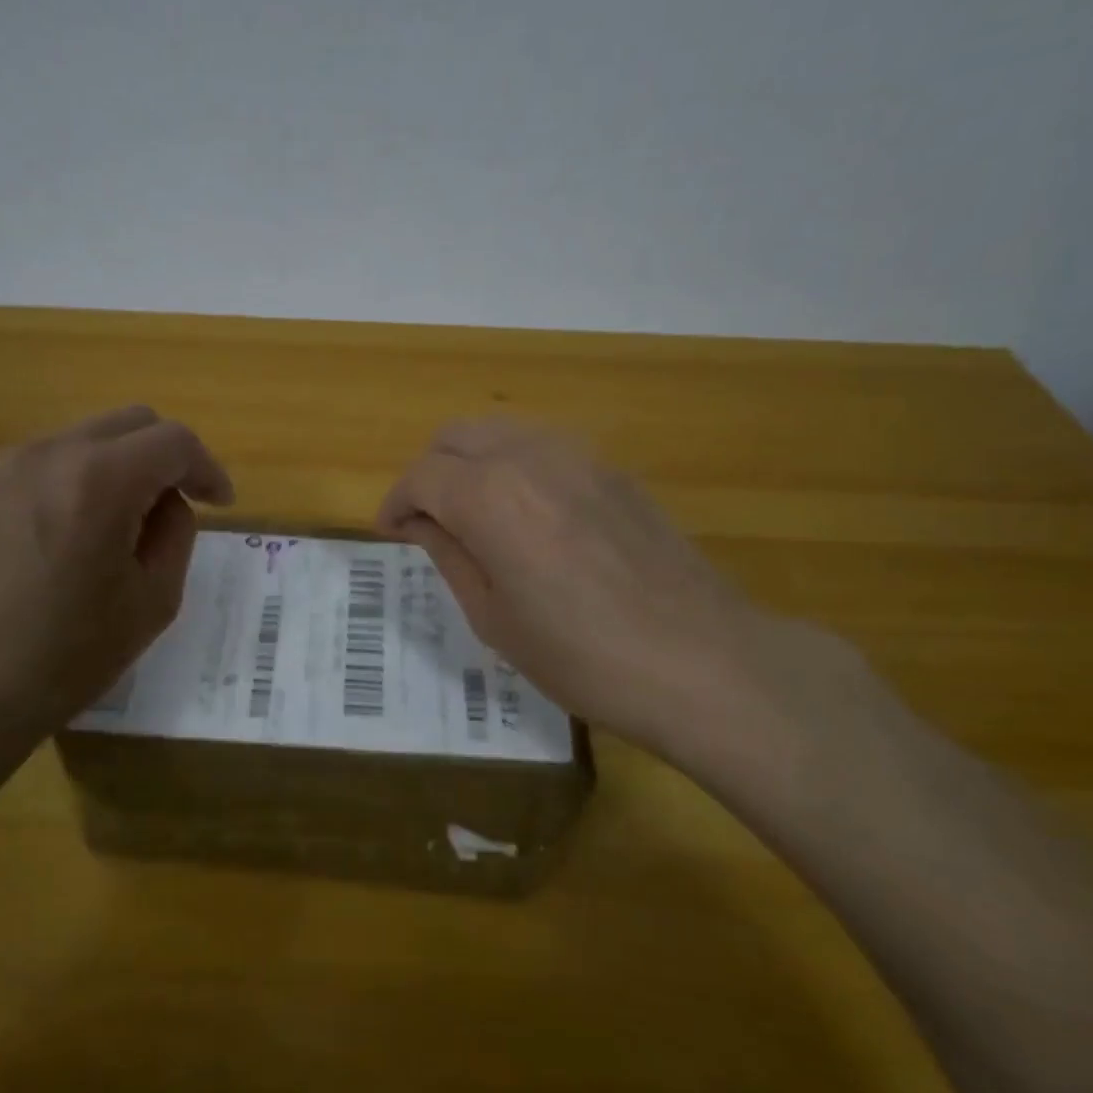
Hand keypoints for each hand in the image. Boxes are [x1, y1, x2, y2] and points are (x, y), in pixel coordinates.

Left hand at [0, 406, 232, 765]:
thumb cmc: (66, 656)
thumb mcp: (153, 601)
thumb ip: (176, 533)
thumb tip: (167, 502)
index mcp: (100, 481)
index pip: (174, 441)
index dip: (207, 468)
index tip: (220, 503)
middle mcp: (50, 453)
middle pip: (131, 422)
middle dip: (167, 456)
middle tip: (177, 505)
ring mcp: (4, 465)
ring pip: (86, 437)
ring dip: (120, 466)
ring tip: (120, 523)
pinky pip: (45, 461)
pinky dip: (76, 479)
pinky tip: (70, 531)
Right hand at [377, 418, 845, 770]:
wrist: (702, 660)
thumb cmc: (582, 656)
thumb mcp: (494, 619)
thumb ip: (449, 556)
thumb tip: (421, 523)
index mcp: (490, 497)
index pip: (421, 476)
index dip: (395, 503)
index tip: (391, 533)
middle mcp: (529, 457)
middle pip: (456, 436)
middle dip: (428, 472)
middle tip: (427, 521)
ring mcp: (579, 456)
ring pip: (501, 431)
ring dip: (471, 462)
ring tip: (473, 514)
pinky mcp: (614, 470)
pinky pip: (544, 447)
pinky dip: (515, 465)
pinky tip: (528, 515)